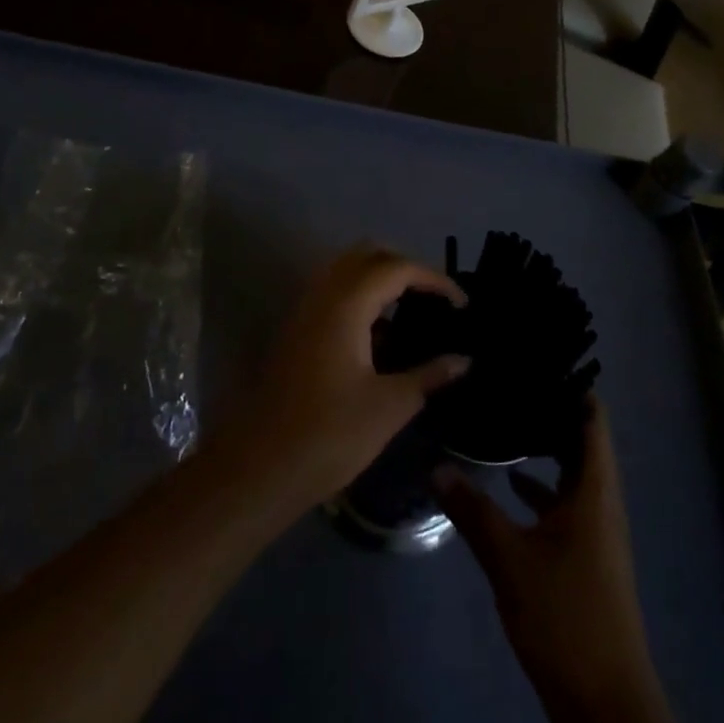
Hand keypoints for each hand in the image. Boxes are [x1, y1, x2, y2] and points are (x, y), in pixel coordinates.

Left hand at [234, 245, 467, 511]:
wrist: (260, 467)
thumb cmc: (330, 434)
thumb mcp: (389, 406)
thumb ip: (428, 375)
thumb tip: (463, 360)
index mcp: (347, 303)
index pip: (397, 268)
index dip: (434, 279)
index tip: (462, 304)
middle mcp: (323, 294)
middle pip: (369, 255)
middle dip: (406, 268)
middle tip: (434, 299)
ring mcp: (305, 310)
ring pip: (347, 270)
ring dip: (381, 280)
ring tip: (412, 313)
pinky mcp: (297, 329)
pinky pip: (334, 292)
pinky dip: (361, 297)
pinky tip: (380, 336)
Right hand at [435, 402, 680, 722]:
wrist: (604, 703)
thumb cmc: (565, 615)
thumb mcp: (510, 559)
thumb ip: (472, 510)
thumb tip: (435, 466)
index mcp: (595, 490)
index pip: (592, 418)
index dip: (571, 385)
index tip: (536, 358)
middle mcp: (601, 501)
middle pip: (582, 440)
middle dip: (550, 411)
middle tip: (510, 381)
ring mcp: (595, 529)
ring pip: (572, 471)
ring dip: (545, 447)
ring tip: (505, 417)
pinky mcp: (585, 554)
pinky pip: (566, 501)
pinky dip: (542, 485)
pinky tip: (510, 480)